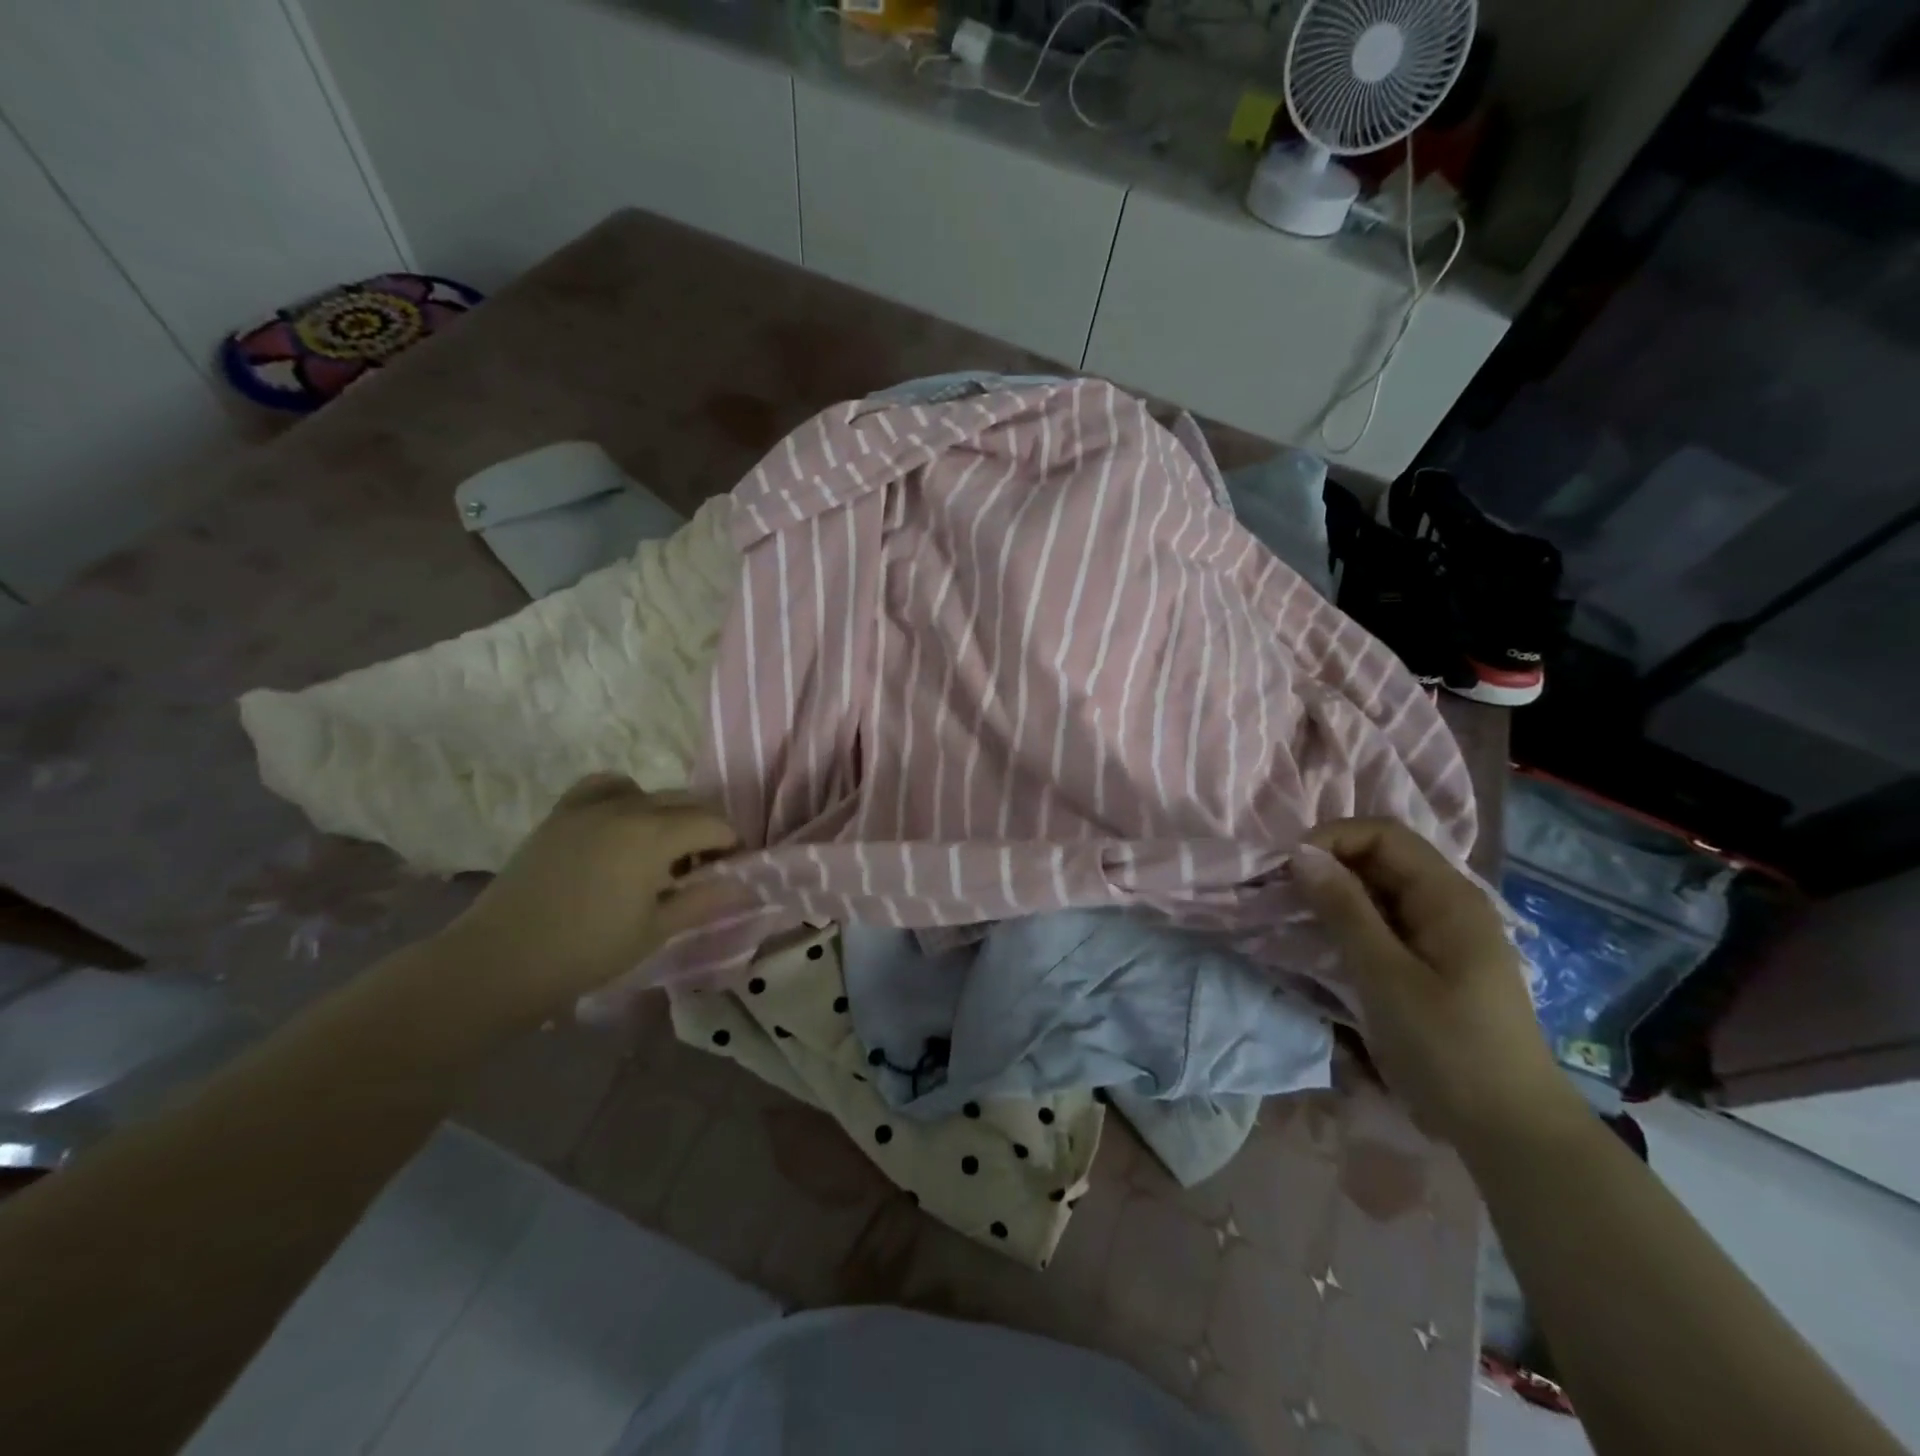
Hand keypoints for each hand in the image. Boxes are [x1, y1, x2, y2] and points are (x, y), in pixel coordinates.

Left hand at [439, 775, 740, 1014]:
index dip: (731, 845)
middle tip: (701, 868)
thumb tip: (746, 886)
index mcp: (656, 835)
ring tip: (662, 850)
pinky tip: (622, 824)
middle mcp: (628, 807)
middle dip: (706, 829)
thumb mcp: (656, 930)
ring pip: (651, 793)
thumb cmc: (588, 951)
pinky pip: (606, 785)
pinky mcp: (563, 812)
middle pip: (688, 802)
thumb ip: (704, 900)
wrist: (501, 959)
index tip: (729, 871)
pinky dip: (626, 796)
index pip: (714, 824)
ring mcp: (591, 805)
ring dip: (669, 815)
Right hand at [1294, 818, 1581, 1150]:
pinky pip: (1384, 921)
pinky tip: (1325, 943)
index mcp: (1448, 896)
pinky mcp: (1432, 961)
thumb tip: (1299, 853)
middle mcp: (1448, 903)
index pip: (1382, 834)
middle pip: (1380, 858)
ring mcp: (1442, 933)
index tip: (1287, 870)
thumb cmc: (1449, 1049)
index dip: (1331, 839)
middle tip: (1283, 895)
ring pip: (1378, 890)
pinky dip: (1350, 922)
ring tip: (1295, 917)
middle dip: (1328, 866)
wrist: (1511, 1131)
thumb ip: (1343, 910)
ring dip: (1335, 895)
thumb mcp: (1386, 976)